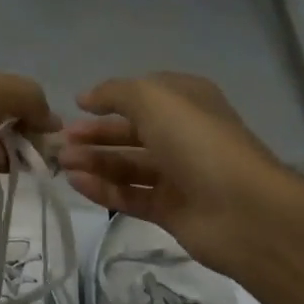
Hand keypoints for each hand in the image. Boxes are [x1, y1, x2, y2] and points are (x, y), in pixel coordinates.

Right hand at [56, 73, 298, 273]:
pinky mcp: (170, 210)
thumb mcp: (154, 99)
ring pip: (128, 165)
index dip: (110, 99)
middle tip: (61, 141)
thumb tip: (87, 97)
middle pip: (131, 131)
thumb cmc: (197, 142)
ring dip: (94, 161)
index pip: (143, 95)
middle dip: (96, 133)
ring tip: (62, 163)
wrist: (242, 210)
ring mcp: (178, 175)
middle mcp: (183, 135)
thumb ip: (116, 93)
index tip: (76, 106)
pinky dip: (103, 189)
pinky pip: (130, 195)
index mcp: (187, 102)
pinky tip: (77, 183)